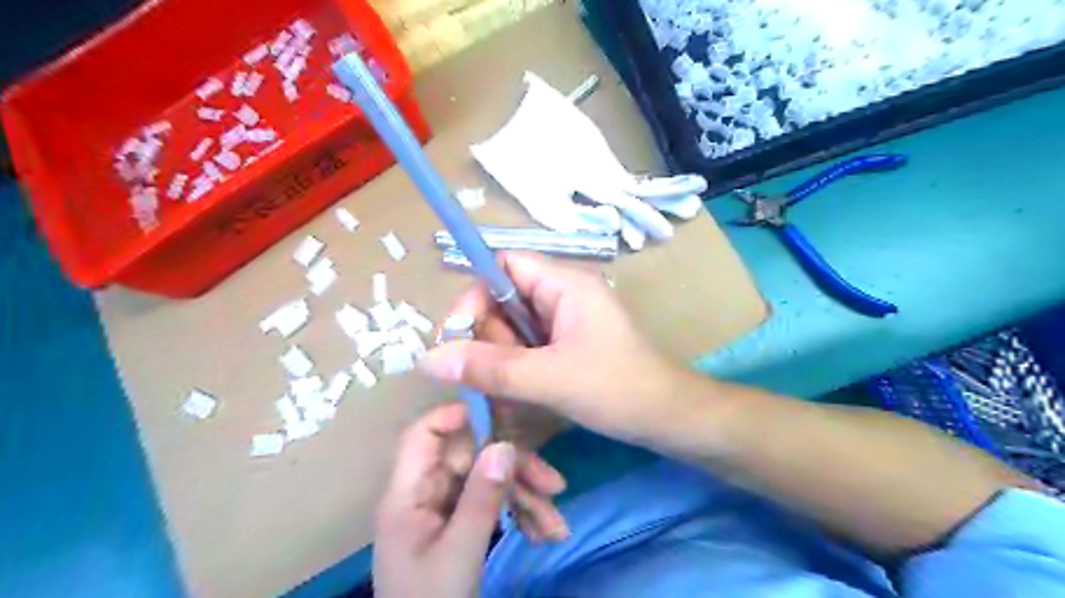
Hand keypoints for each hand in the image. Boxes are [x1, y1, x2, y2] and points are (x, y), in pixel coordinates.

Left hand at [378, 405, 570, 594]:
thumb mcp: (459, 555)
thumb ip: (481, 499)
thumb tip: (505, 445)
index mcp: (408, 494)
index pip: (424, 434)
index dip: (458, 416)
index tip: (503, 415)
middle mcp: (425, 493)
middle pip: (470, 457)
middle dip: (514, 468)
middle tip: (554, 486)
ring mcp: (445, 508)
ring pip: (488, 480)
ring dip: (525, 496)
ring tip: (557, 525)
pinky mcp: (461, 524)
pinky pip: (493, 503)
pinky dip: (520, 514)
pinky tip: (545, 533)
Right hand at [416, 253, 690, 448]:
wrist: (670, 419)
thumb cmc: (619, 390)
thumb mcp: (551, 379)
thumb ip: (490, 368)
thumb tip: (429, 358)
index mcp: (565, 284)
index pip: (504, 264)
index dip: (476, 293)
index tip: (458, 336)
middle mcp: (563, 295)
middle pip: (504, 299)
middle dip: (488, 337)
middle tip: (486, 376)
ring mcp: (566, 322)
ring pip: (513, 328)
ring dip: (499, 358)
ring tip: (503, 392)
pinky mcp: (567, 346)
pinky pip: (527, 348)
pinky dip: (515, 369)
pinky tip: (516, 395)